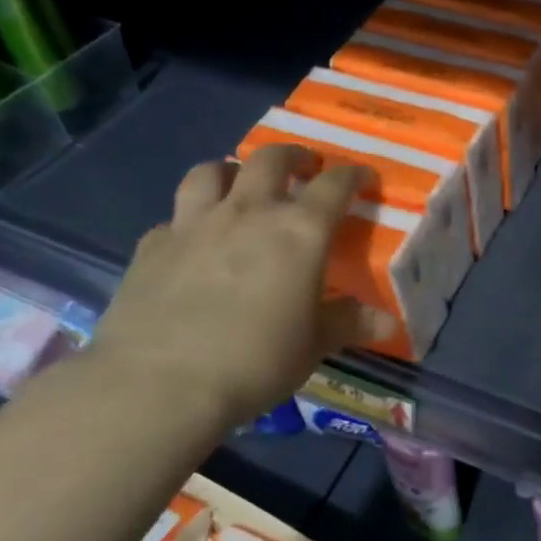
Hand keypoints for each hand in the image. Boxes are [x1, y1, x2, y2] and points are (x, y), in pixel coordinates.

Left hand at [83, 146, 395, 432]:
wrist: (159, 384)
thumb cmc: (255, 361)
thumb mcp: (313, 345)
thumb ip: (349, 324)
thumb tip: (389, 324)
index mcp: (299, 231)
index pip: (334, 185)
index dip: (352, 175)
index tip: (362, 176)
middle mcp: (249, 213)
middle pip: (271, 159)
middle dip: (292, 156)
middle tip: (302, 167)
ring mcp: (194, 224)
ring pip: (211, 171)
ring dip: (231, 171)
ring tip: (239, 184)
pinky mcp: (152, 246)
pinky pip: (173, 218)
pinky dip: (187, 220)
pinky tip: (190, 242)